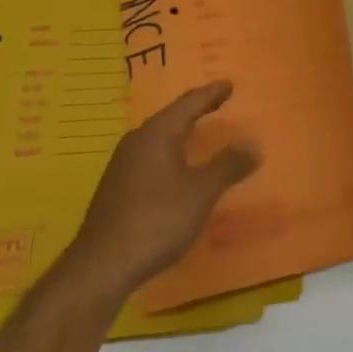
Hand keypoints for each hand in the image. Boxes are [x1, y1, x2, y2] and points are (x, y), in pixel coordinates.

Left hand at [61, 81, 259, 302]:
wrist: (101, 266)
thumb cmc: (156, 220)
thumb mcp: (201, 192)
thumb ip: (228, 165)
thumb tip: (252, 145)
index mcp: (157, 133)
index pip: (189, 103)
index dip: (211, 94)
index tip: (228, 84)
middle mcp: (137, 141)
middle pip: (171, 117)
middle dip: (195, 110)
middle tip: (216, 103)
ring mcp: (122, 165)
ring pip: (158, 138)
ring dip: (180, 133)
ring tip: (198, 133)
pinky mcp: (116, 188)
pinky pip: (150, 157)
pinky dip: (170, 153)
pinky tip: (176, 169)